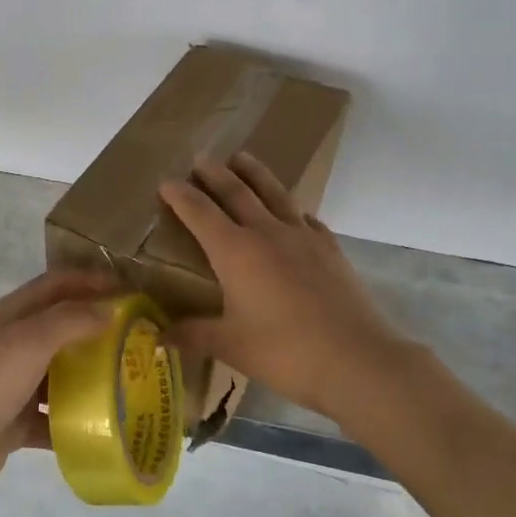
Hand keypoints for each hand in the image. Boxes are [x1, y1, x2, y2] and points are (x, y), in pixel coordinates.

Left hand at [0, 270, 117, 516]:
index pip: (58, 285)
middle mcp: (12, 345)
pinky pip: (55, 415)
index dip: (94, 281)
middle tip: (142, 338)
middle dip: (101, 328)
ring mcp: (13, 386)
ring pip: (62, 373)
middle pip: (63, 327)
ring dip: (94, 374)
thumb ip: (70, 321)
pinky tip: (108, 424)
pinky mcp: (16, 423)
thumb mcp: (27, 343)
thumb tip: (111, 309)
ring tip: (134, 379)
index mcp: (10, 316)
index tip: (135, 291)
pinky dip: (78, 418)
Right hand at [158, 153, 411, 419]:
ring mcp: (304, 237)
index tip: (165, 183)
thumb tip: (161, 337)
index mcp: (235, 251)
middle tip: (201, 159)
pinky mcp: (331, 249)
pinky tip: (295, 213)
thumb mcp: (231, 346)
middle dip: (215, 175)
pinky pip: (306, 218)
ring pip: (275, 194)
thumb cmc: (284, 352)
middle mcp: (268, 233)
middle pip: (237, 193)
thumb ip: (194, 335)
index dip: (180, 196)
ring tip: (243, 158)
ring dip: (255, 174)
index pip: (200, 213)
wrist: (355, 358)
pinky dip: (293, 209)